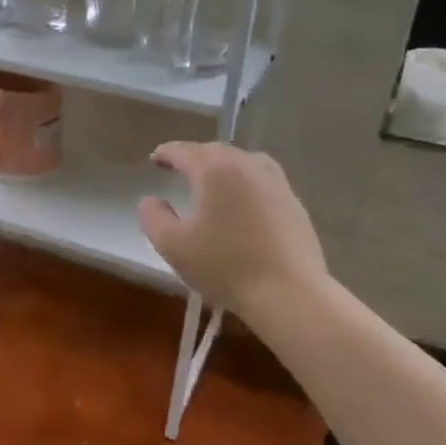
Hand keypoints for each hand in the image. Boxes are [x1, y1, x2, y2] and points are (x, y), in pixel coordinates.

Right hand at [137, 142, 327, 313]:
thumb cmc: (224, 266)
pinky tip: (241, 203)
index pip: (184, 151)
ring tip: (211, 181)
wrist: (289, 293)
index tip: (154, 159)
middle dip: (194, 157)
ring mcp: (276, 182)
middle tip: (178, 168)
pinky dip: (245, 183)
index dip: (165, 153)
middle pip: (215, 151)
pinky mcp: (294, 203)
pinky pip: (262, 180)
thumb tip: (151, 200)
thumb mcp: (172, 245)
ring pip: (243, 162)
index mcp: (215, 170)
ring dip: (222, 167)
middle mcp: (247, 165)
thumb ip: (153, 217)